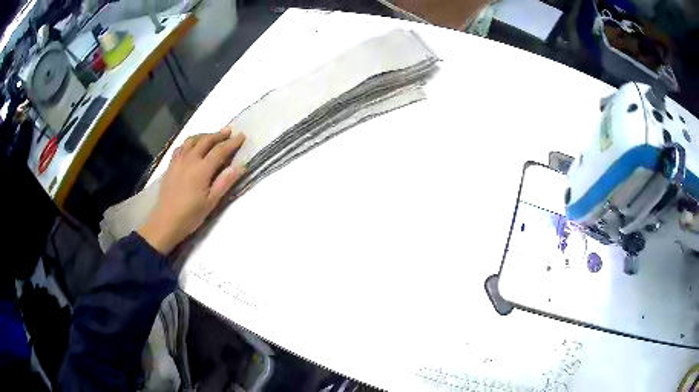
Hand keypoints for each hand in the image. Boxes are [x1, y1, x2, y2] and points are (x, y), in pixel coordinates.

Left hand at [138, 127, 245, 253]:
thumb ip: (225, 182)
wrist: (165, 222)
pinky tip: (191, 146)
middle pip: (206, 140)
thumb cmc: (190, 215)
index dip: (232, 142)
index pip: (220, 150)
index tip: (242, 136)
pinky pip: (181, 147)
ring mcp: (178, 161)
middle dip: (218, 135)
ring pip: (192, 140)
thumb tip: (240, 166)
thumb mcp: (211, 202)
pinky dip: (190, 142)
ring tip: (211, 136)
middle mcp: (190, 160)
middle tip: (228, 132)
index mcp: (202, 169)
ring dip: (204, 135)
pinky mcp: (170, 166)